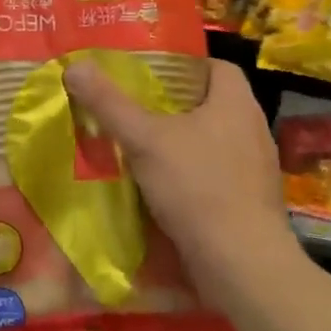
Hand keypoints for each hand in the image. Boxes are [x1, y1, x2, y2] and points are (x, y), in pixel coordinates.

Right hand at [63, 57, 301, 309]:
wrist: (243, 266)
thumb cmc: (198, 188)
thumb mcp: (144, 140)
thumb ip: (109, 103)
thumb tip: (75, 65)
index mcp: (236, 104)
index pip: (216, 66)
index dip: (184, 64)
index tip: (150, 72)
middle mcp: (252, 130)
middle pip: (210, 103)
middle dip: (173, 104)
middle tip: (133, 106)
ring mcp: (255, 170)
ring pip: (212, 141)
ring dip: (180, 142)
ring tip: (140, 145)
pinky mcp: (250, 203)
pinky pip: (216, 174)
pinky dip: (190, 175)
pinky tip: (160, 186)